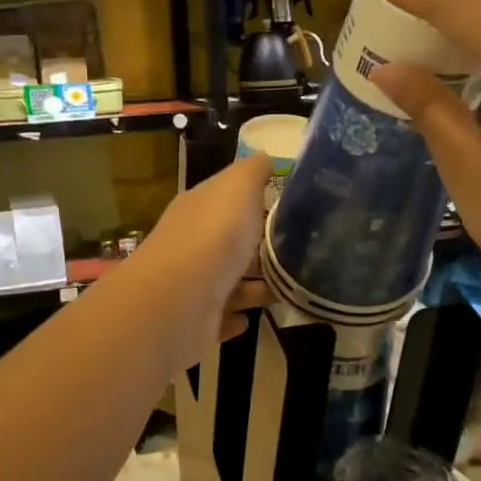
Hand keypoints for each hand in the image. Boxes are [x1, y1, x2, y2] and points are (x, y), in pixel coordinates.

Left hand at [124, 151, 272, 359]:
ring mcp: (194, 285)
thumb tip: (264, 157)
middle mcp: (193, 244)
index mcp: (199, 209)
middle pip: (231, 243)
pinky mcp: (197, 322)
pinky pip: (221, 318)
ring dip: (256, 285)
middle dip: (260, 247)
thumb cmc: (213, 236)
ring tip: (291, 287)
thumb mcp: (237, 188)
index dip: (255, 201)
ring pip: (230, 282)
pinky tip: (253, 318)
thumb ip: (252, 172)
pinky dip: (236, 317)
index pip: (227, 200)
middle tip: (302, 251)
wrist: (178, 300)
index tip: (290, 209)